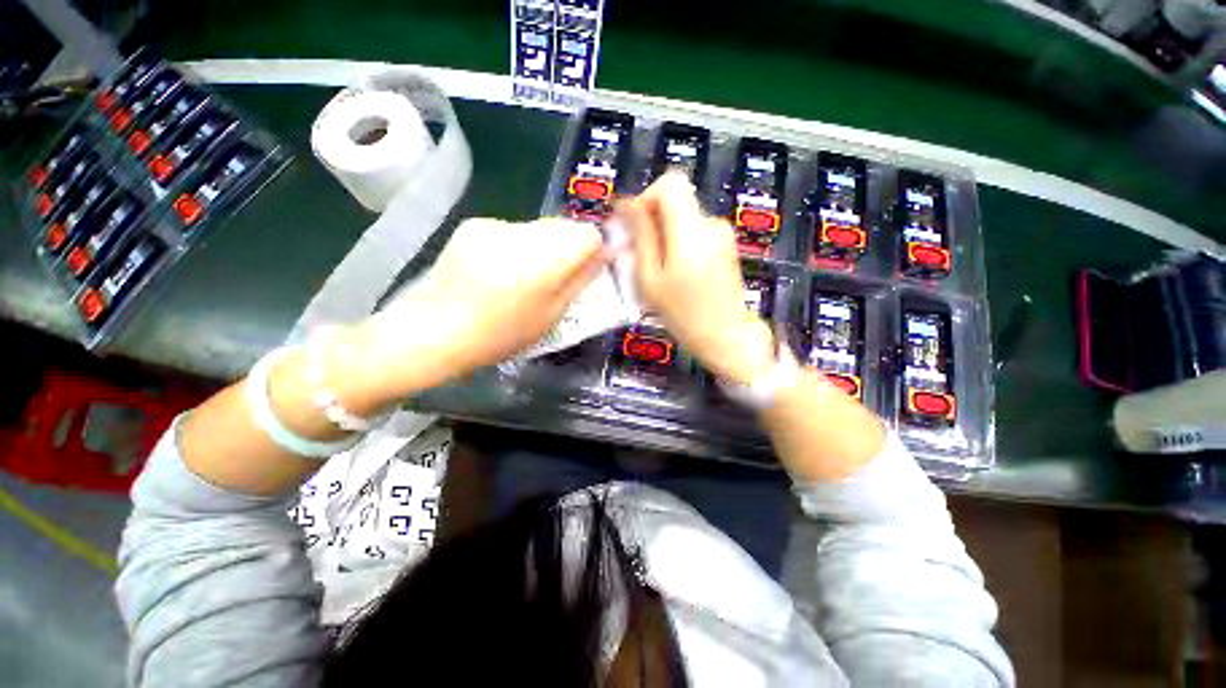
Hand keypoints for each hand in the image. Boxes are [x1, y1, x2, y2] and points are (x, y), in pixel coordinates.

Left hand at [345, 217, 605, 399]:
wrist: (434, 330)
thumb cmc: (500, 335)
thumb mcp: (551, 316)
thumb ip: (580, 281)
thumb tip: (604, 255)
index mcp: (542, 261)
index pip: (587, 234)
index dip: (593, 249)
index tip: (586, 269)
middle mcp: (520, 233)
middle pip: (564, 225)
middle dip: (569, 248)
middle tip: (556, 278)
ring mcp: (494, 225)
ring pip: (539, 227)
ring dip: (543, 247)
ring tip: (524, 277)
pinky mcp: (474, 225)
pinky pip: (513, 230)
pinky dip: (518, 246)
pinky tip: (499, 270)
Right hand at [616, 174, 774, 384]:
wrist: (727, 337)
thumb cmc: (683, 315)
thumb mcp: (651, 280)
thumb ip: (641, 238)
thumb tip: (628, 205)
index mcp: (691, 231)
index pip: (670, 183)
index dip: (647, 197)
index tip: (635, 225)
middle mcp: (711, 223)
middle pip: (676, 199)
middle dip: (653, 219)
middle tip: (640, 253)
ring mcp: (722, 233)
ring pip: (684, 216)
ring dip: (665, 234)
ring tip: (658, 270)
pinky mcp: (726, 244)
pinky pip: (695, 230)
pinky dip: (680, 242)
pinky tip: (677, 272)